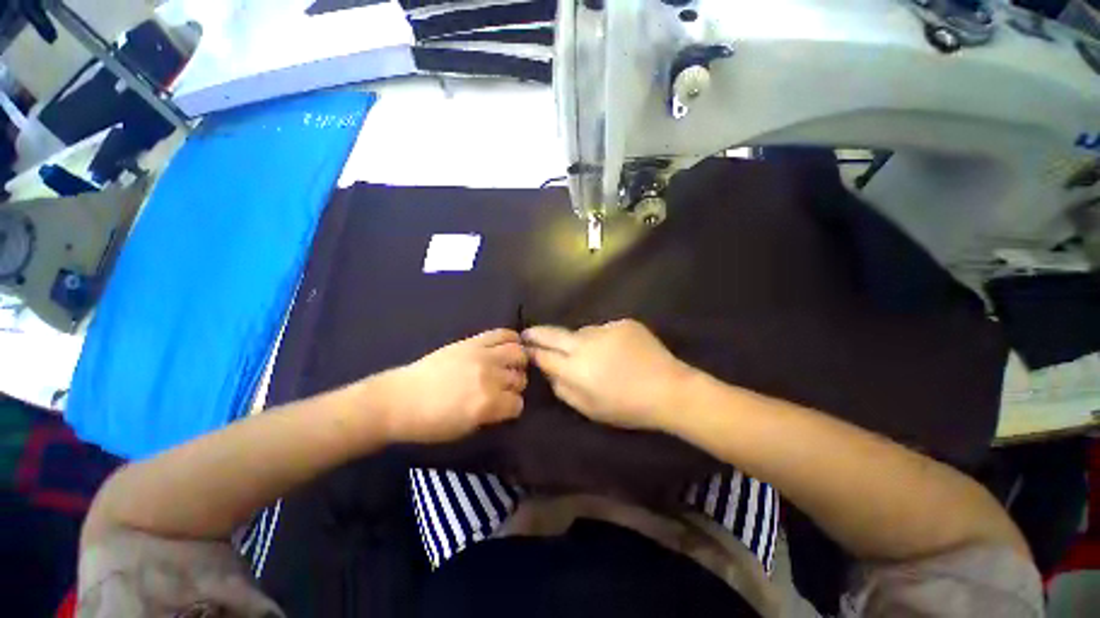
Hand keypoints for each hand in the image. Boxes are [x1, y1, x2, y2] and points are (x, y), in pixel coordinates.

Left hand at [377, 329, 527, 442]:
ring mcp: (482, 355)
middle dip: (516, 385)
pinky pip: (502, 334)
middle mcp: (489, 377)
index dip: (513, 407)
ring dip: (518, 362)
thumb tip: (506, 404)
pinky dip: (512, 338)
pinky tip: (512, 344)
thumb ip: (491, 416)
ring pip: (517, 353)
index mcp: (487, 404)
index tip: (506, 408)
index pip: (517, 403)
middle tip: (506, 387)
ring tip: (511, 365)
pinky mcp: (473, 341)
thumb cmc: (429, 423)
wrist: (400, 399)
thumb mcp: (465, 429)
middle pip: (519, 378)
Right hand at [523, 320, 691, 429]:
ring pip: (582, 332)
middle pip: (554, 334)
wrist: (669, 389)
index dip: (532, 351)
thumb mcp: (589, 408)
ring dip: (580, 341)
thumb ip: (563, 389)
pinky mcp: (623, 322)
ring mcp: (605, 329)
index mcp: (576, 369)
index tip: (523, 347)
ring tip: (595, 354)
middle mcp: (586, 344)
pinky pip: (604, 330)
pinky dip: (604, 339)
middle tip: (528, 332)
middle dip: (538, 333)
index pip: (544, 356)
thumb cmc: (627, 407)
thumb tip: (551, 372)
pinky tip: (618, 351)